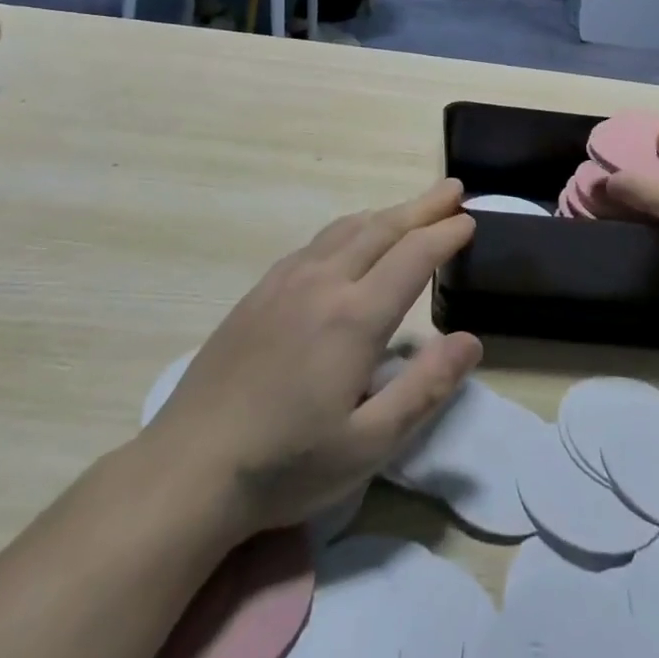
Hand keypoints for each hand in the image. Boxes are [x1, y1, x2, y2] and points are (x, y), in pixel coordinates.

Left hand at [141, 181, 481, 538]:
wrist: (187, 468)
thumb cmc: (285, 465)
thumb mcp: (368, 445)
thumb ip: (424, 389)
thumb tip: (470, 341)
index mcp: (354, 316)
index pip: (413, 256)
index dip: (446, 235)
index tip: (470, 221)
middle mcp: (322, 283)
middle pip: (382, 228)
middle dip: (422, 207)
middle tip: (452, 190)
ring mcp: (285, 282)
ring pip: (346, 229)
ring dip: (386, 213)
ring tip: (411, 208)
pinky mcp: (259, 291)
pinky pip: (316, 242)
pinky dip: (349, 228)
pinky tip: (350, 239)